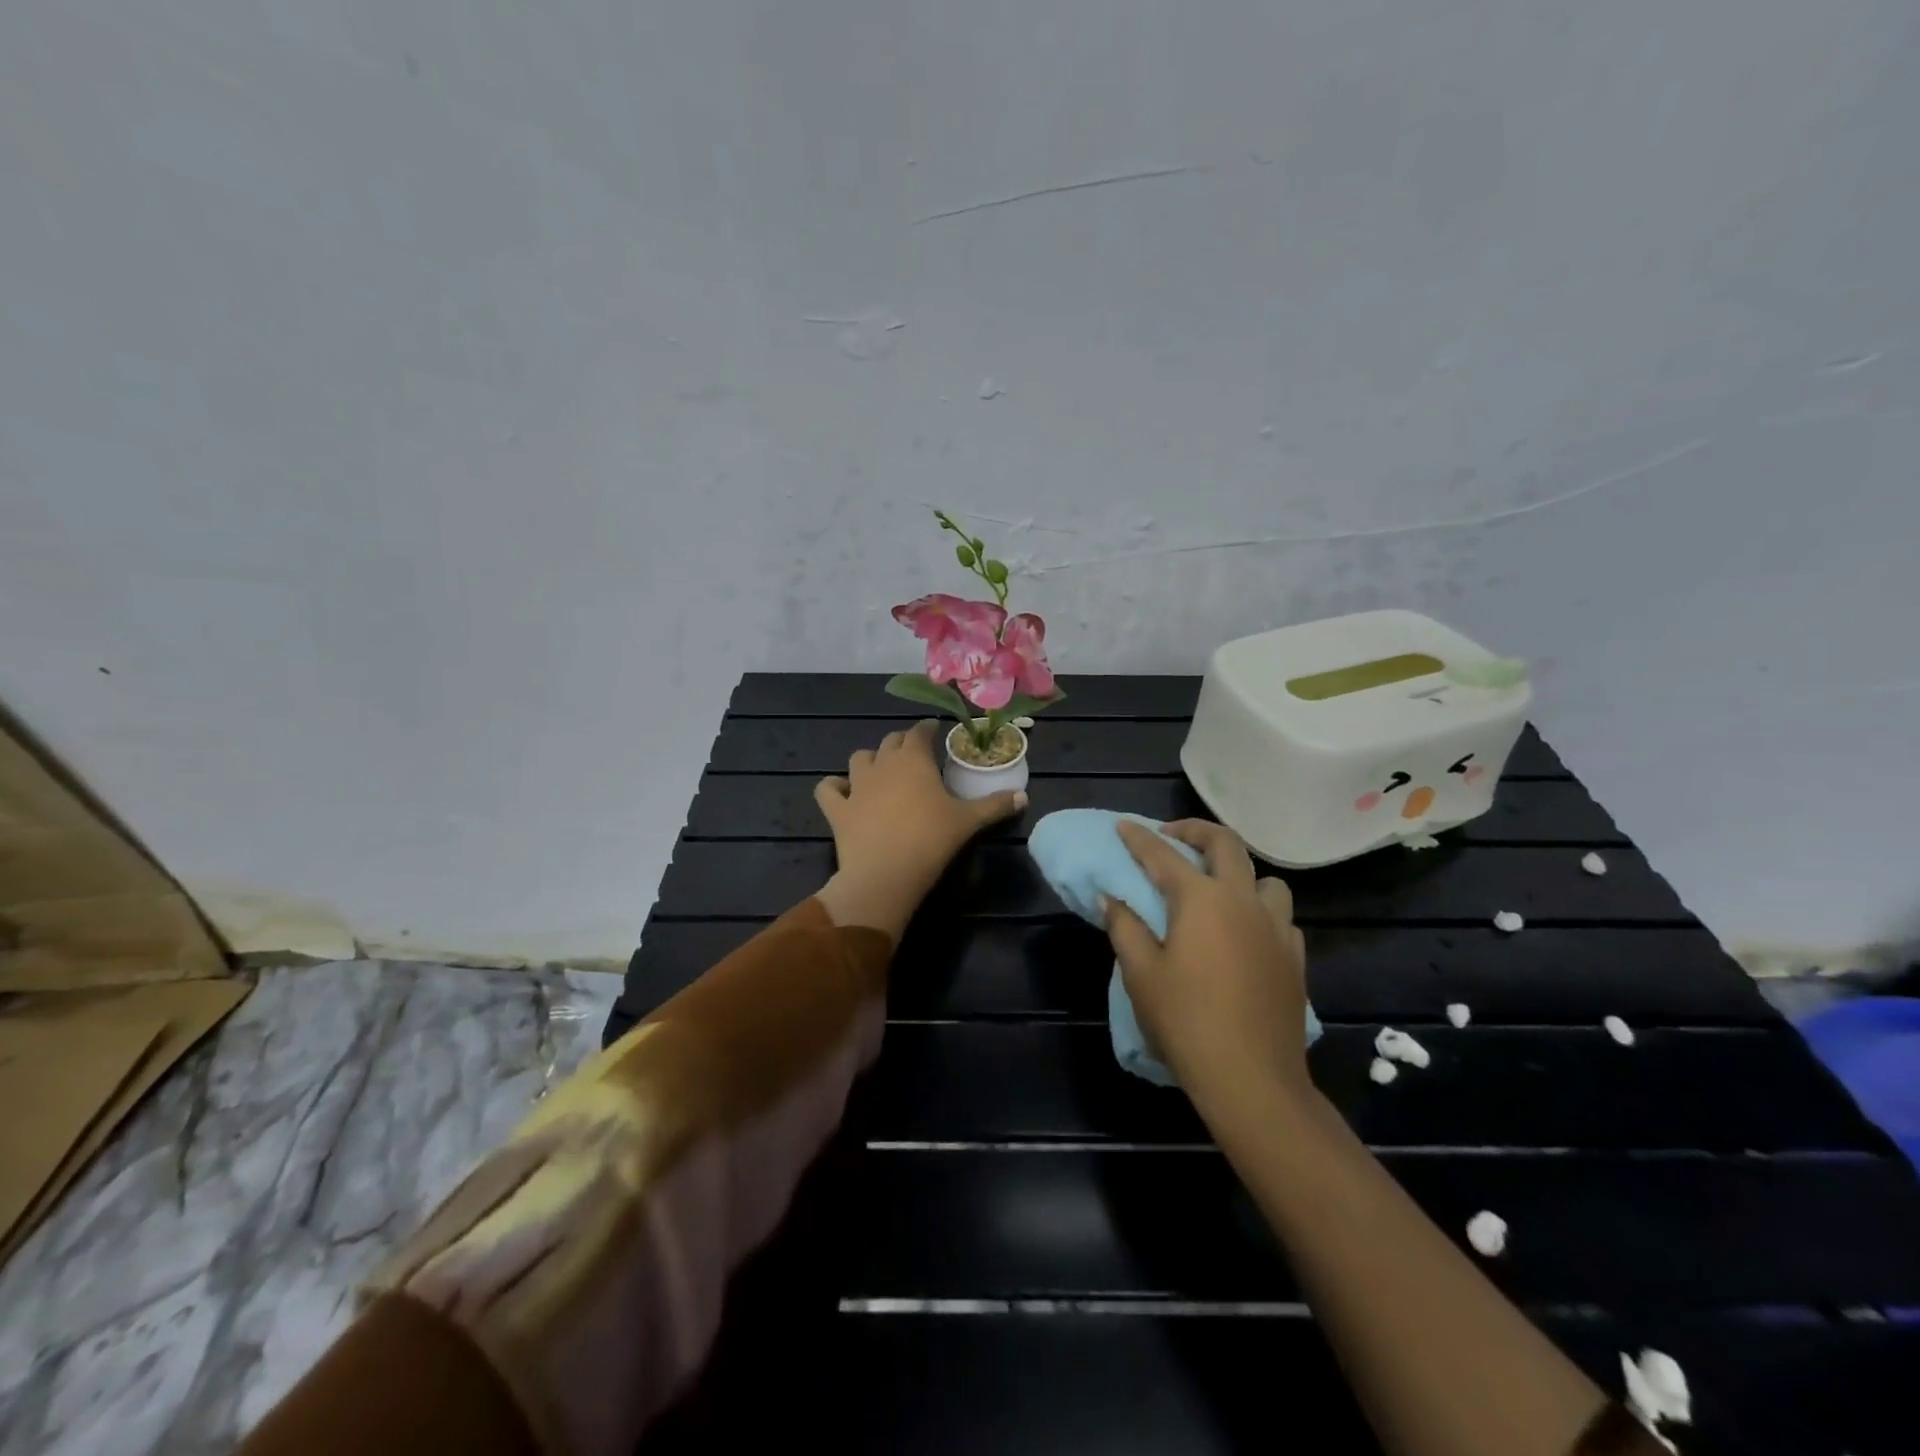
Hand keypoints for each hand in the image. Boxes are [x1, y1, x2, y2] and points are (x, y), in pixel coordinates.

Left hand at [812, 720, 1025, 938]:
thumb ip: (995, 805)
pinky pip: (827, 789)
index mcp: (914, 759)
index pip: (919, 731)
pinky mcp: (837, 809)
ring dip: (870, 760)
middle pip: (890, 741)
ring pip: (859, 758)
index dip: (928, 729)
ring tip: (880, 771)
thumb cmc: (931, 840)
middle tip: (915, 754)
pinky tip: (842, 792)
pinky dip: (834, 787)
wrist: (886, 873)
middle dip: (903, 742)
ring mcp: (856, 785)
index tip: (936, 732)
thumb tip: (1024, 796)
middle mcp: (883, 764)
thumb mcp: (969, 821)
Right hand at [1104, 819, 1311, 1103]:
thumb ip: (1125, 927)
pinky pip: (1280, 916)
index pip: (1163, 855)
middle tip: (1172, 836)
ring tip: (1217, 890)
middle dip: (1196, 830)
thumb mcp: (1141, 974)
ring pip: (1265, 879)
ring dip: (1238, 873)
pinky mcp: (1294, 957)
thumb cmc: (1186, 1022)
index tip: (1123, 825)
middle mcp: (1243, 901)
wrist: (1252, 1080)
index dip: (1139, 837)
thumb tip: (1112, 898)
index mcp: (1202, 900)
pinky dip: (1260, 910)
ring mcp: (1276, 928)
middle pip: (1226, 845)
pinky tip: (1245, 933)